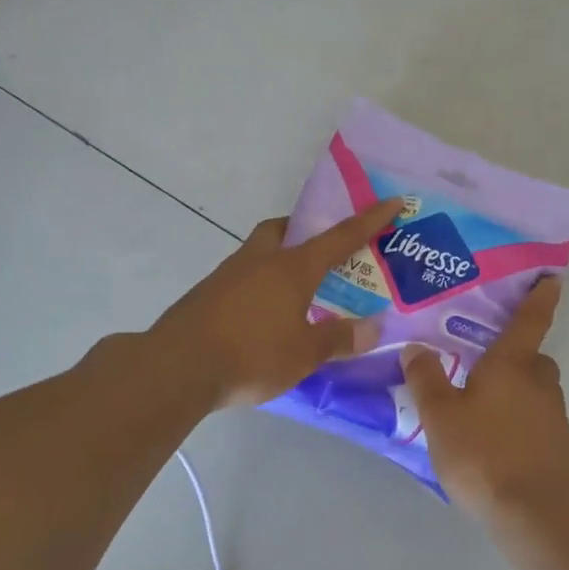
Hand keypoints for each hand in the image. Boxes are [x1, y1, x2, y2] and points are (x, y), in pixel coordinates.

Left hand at [147, 198, 402, 409]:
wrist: (176, 368)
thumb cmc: (251, 355)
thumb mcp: (304, 354)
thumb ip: (339, 338)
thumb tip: (374, 328)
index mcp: (292, 268)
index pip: (340, 236)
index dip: (370, 219)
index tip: (392, 200)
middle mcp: (260, 261)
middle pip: (283, 229)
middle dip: (302, 230)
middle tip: (320, 251)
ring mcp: (228, 275)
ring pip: (259, 253)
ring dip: (278, 260)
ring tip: (295, 292)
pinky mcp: (206, 295)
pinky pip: (241, 278)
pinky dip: (258, 286)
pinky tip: (262, 316)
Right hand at [400, 277, 568, 516]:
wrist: (534, 513)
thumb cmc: (483, 454)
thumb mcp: (440, 416)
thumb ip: (426, 379)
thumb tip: (416, 347)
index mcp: (512, 365)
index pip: (529, 321)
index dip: (540, 298)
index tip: (553, 278)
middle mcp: (539, 383)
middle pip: (532, 359)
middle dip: (515, 357)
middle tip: (485, 365)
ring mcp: (553, 416)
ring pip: (535, 391)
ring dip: (516, 392)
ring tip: (482, 410)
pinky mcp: (557, 447)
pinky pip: (536, 421)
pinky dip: (520, 422)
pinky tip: (496, 443)